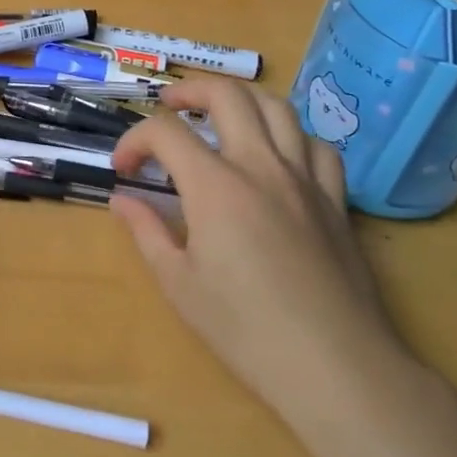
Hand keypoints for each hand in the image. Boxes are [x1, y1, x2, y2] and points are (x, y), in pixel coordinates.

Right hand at [110, 78, 412, 430]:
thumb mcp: (179, 283)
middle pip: (227, 95)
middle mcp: (260, 166)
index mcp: (215, 186)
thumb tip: (121, 200)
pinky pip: (317, 146)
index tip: (123, 168)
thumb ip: (146, 231)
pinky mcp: (335, 200)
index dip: (134, 140)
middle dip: (190, 91)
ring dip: (242, 100)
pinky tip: (279, 155)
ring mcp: (304, 179)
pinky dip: (292, 136)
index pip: (165, 133)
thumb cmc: (245, 329)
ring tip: (222, 115)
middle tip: (170, 107)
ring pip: (277, 107)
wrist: (333, 364)